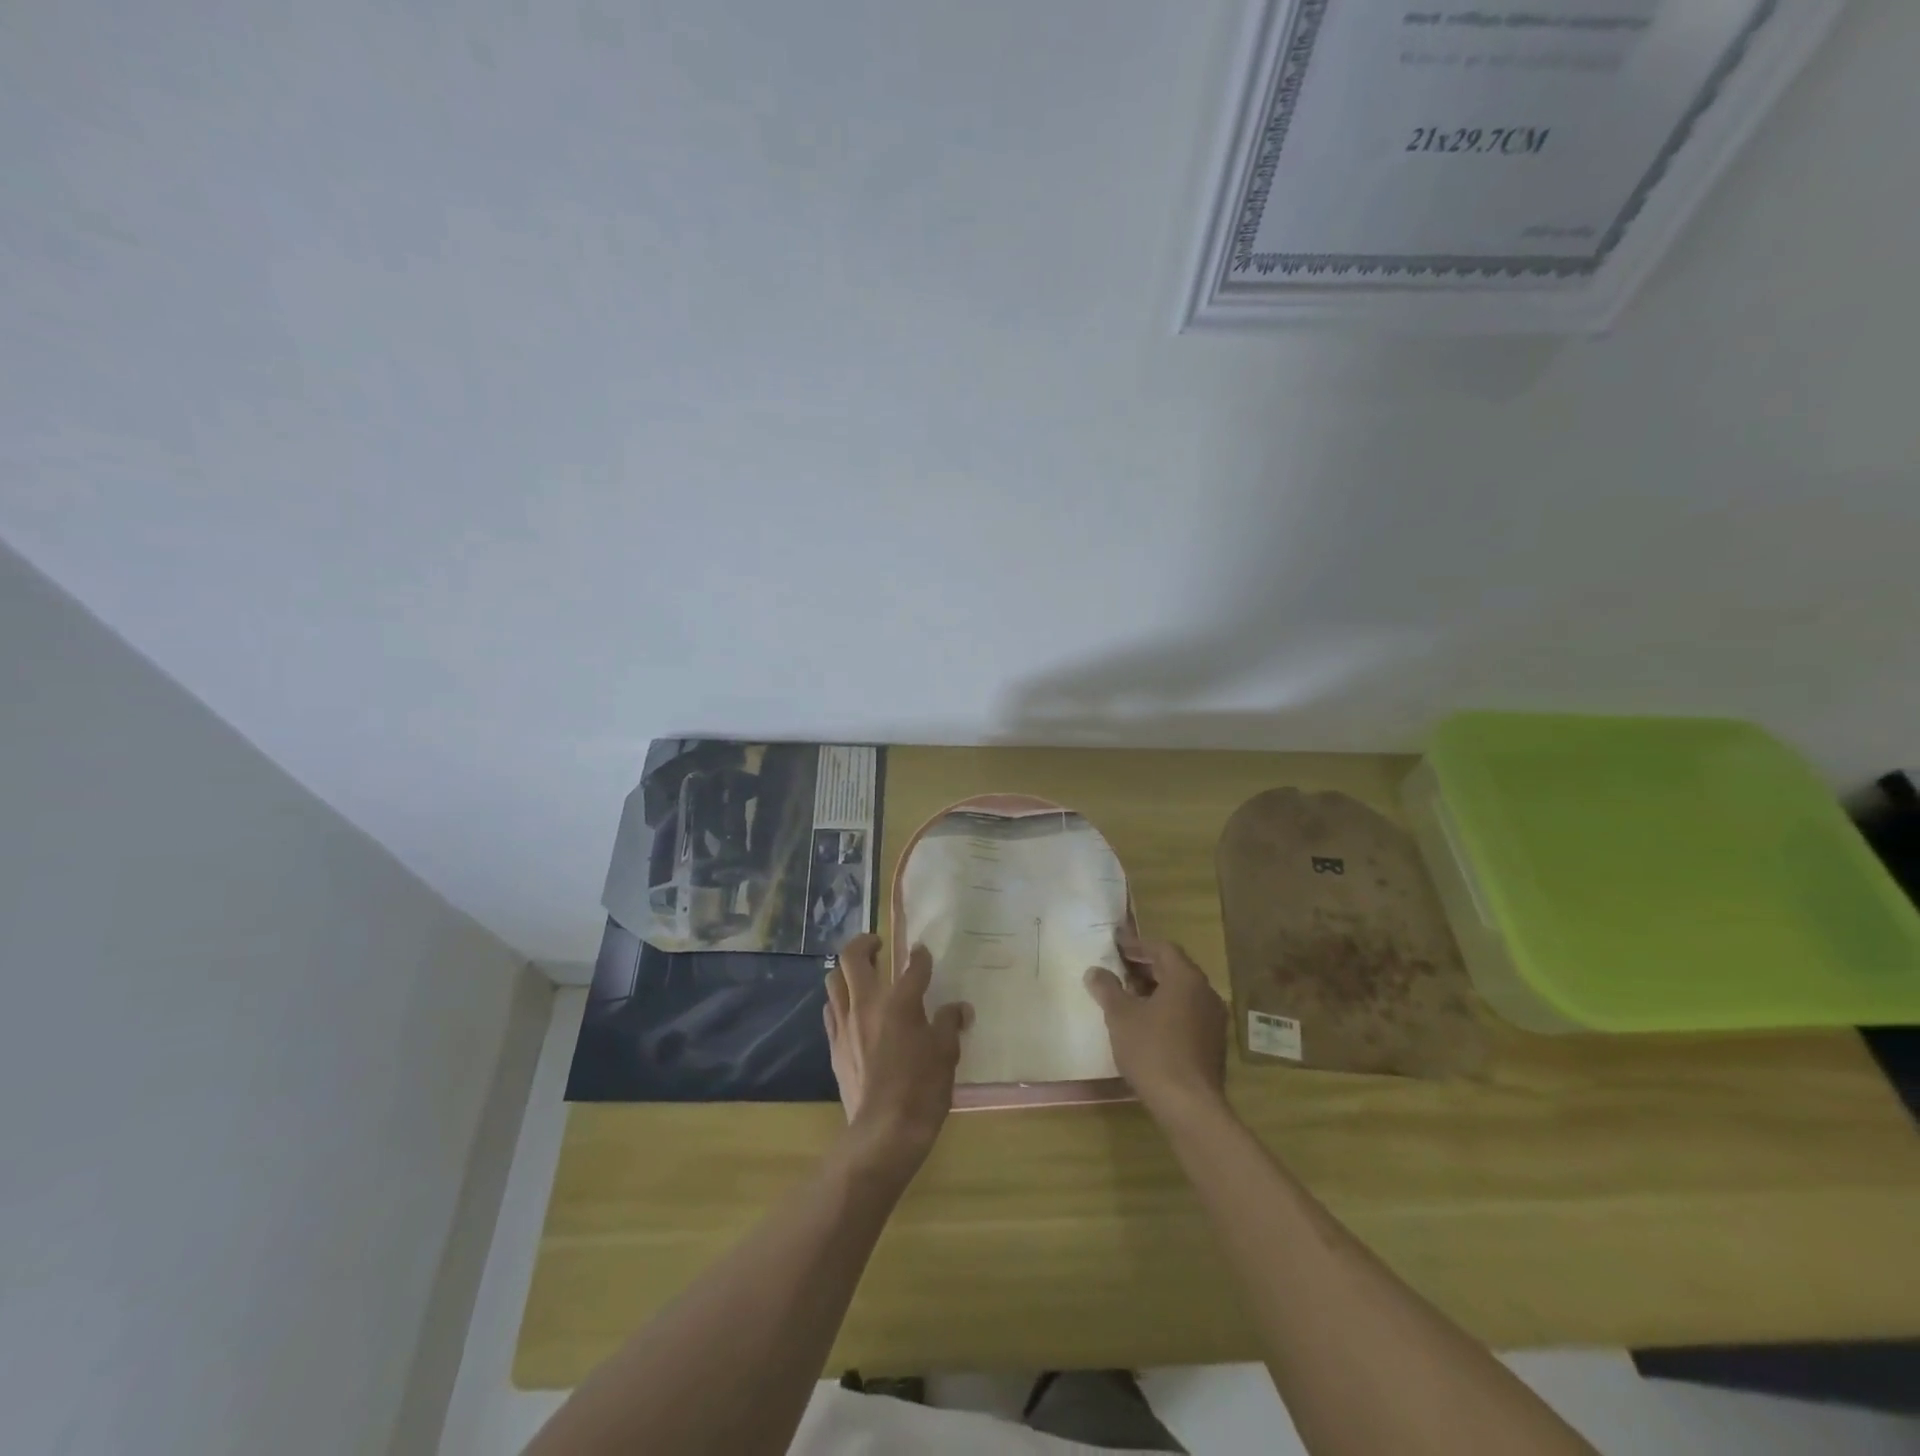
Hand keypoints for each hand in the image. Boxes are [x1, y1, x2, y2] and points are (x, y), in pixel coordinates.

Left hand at [824, 933, 969, 1181]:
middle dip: (865, 943)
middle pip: (854, 958)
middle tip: (877, 944)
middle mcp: (867, 1005)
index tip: (922, 952)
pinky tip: (851, 1010)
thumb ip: (949, 1024)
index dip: (920, 956)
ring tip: (860, 974)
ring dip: (846, 970)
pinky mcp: (834, 1046)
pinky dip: (839, 1001)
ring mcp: (846, 1025)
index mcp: (900, 1002)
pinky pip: (831, 1011)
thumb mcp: (946, 1054)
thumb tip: (959, 1009)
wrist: (884, 1132)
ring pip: (834, 980)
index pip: (912, 967)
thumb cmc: (922, 1090)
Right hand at [1084, 932, 1228, 1121]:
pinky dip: (1167, 1009)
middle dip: (1145, 967)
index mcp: (1186, 978)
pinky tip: (1146, 1024)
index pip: (1162, 948)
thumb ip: (1107, 988)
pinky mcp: (1213, 1043)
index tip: (1116, 945)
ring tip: (1128, 997)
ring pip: (1181, 993)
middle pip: (1174, 969)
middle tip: (1118, 969)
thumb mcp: (1121, 1016)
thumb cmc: (1152, 1050)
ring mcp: (1213, 1019)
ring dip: (1155, 989)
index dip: (1137, 944)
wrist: (1189, 1105)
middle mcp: (1206, 993)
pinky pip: (1188, 1013)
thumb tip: (1095, 971)